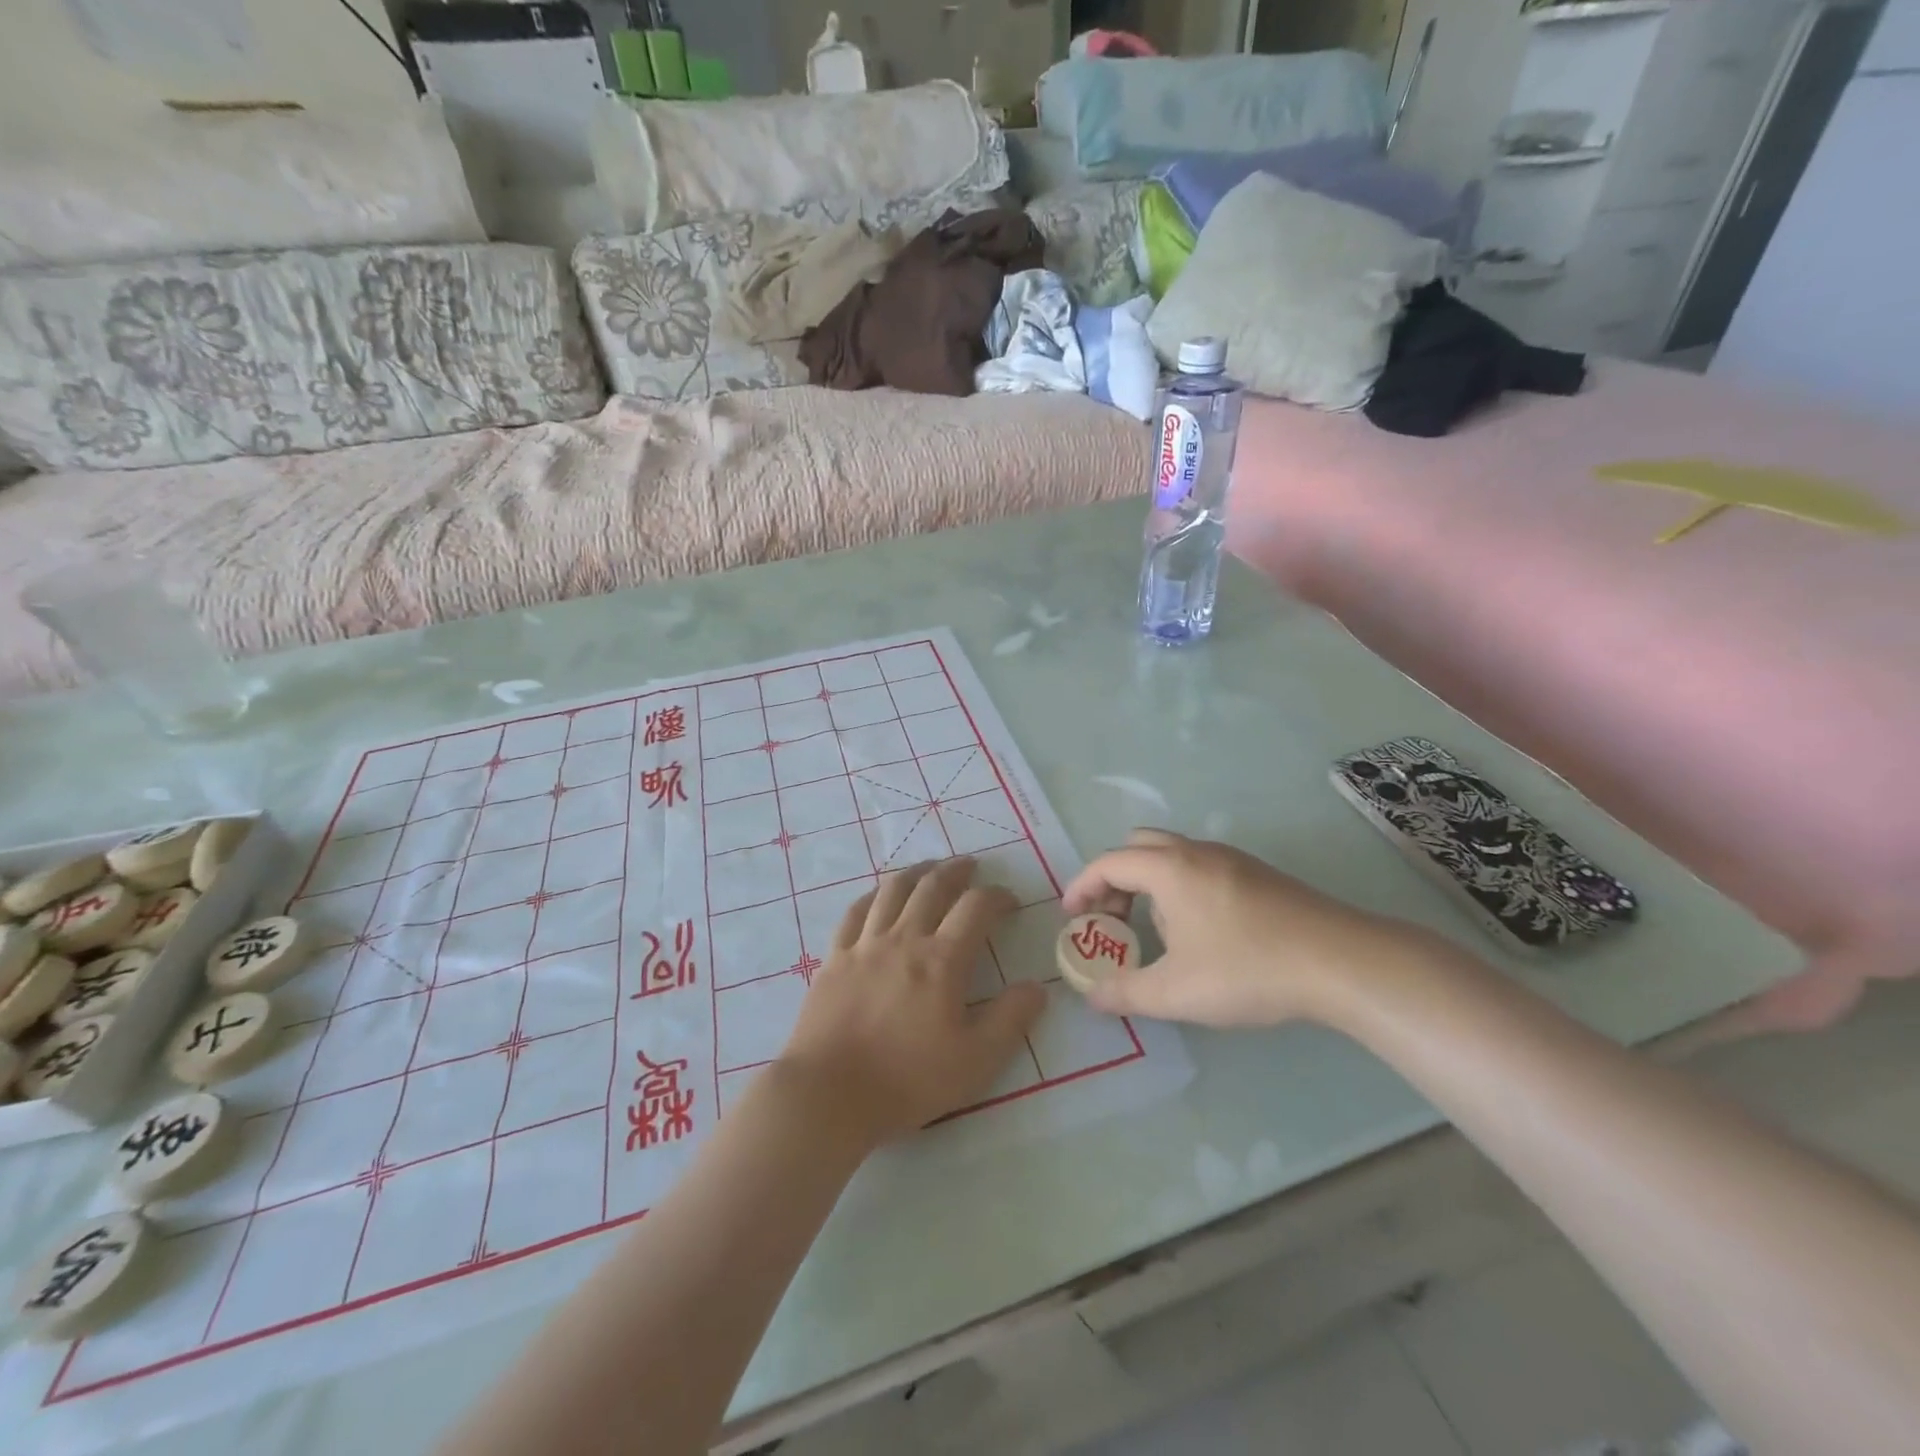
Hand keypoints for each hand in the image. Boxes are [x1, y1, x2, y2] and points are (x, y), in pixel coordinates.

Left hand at [777, 858, 1047, 1145]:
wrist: (829, 1093)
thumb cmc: (907, 1080)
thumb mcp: (976, 1061)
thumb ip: (1010, 1020)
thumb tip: (1037, 987)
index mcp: (941, 960)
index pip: (976, 907)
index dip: (997, 896)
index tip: (1009, 902)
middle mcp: (904, 938)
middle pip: (932, 886)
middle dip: (956, 871)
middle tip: (970, 866)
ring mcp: (865, 944)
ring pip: (893, 890)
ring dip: (916, 872)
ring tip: (930, 867)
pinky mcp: (835, 957)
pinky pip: (855, 911)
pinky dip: (873, 895)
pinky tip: (879, 896)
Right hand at [1062, 829, 1442, 1027]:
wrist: (1340, 961)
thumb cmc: (1248, 970)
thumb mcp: (1176, 992)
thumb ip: (1125, 993)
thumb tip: (1092, 997)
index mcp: (1169, 869)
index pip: (1109, 863)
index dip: (1082, 887)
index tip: (1072, 917)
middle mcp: (1196, 852)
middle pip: (1138, 847)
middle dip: (1115, 879)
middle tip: (1112, 920)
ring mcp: (1231, 859)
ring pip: (1172, 855)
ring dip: (1149, 884)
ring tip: (1156, 933)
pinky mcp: (1258, 873)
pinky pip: (1200, 866)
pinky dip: (1179, 887)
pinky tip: (1200, 933)